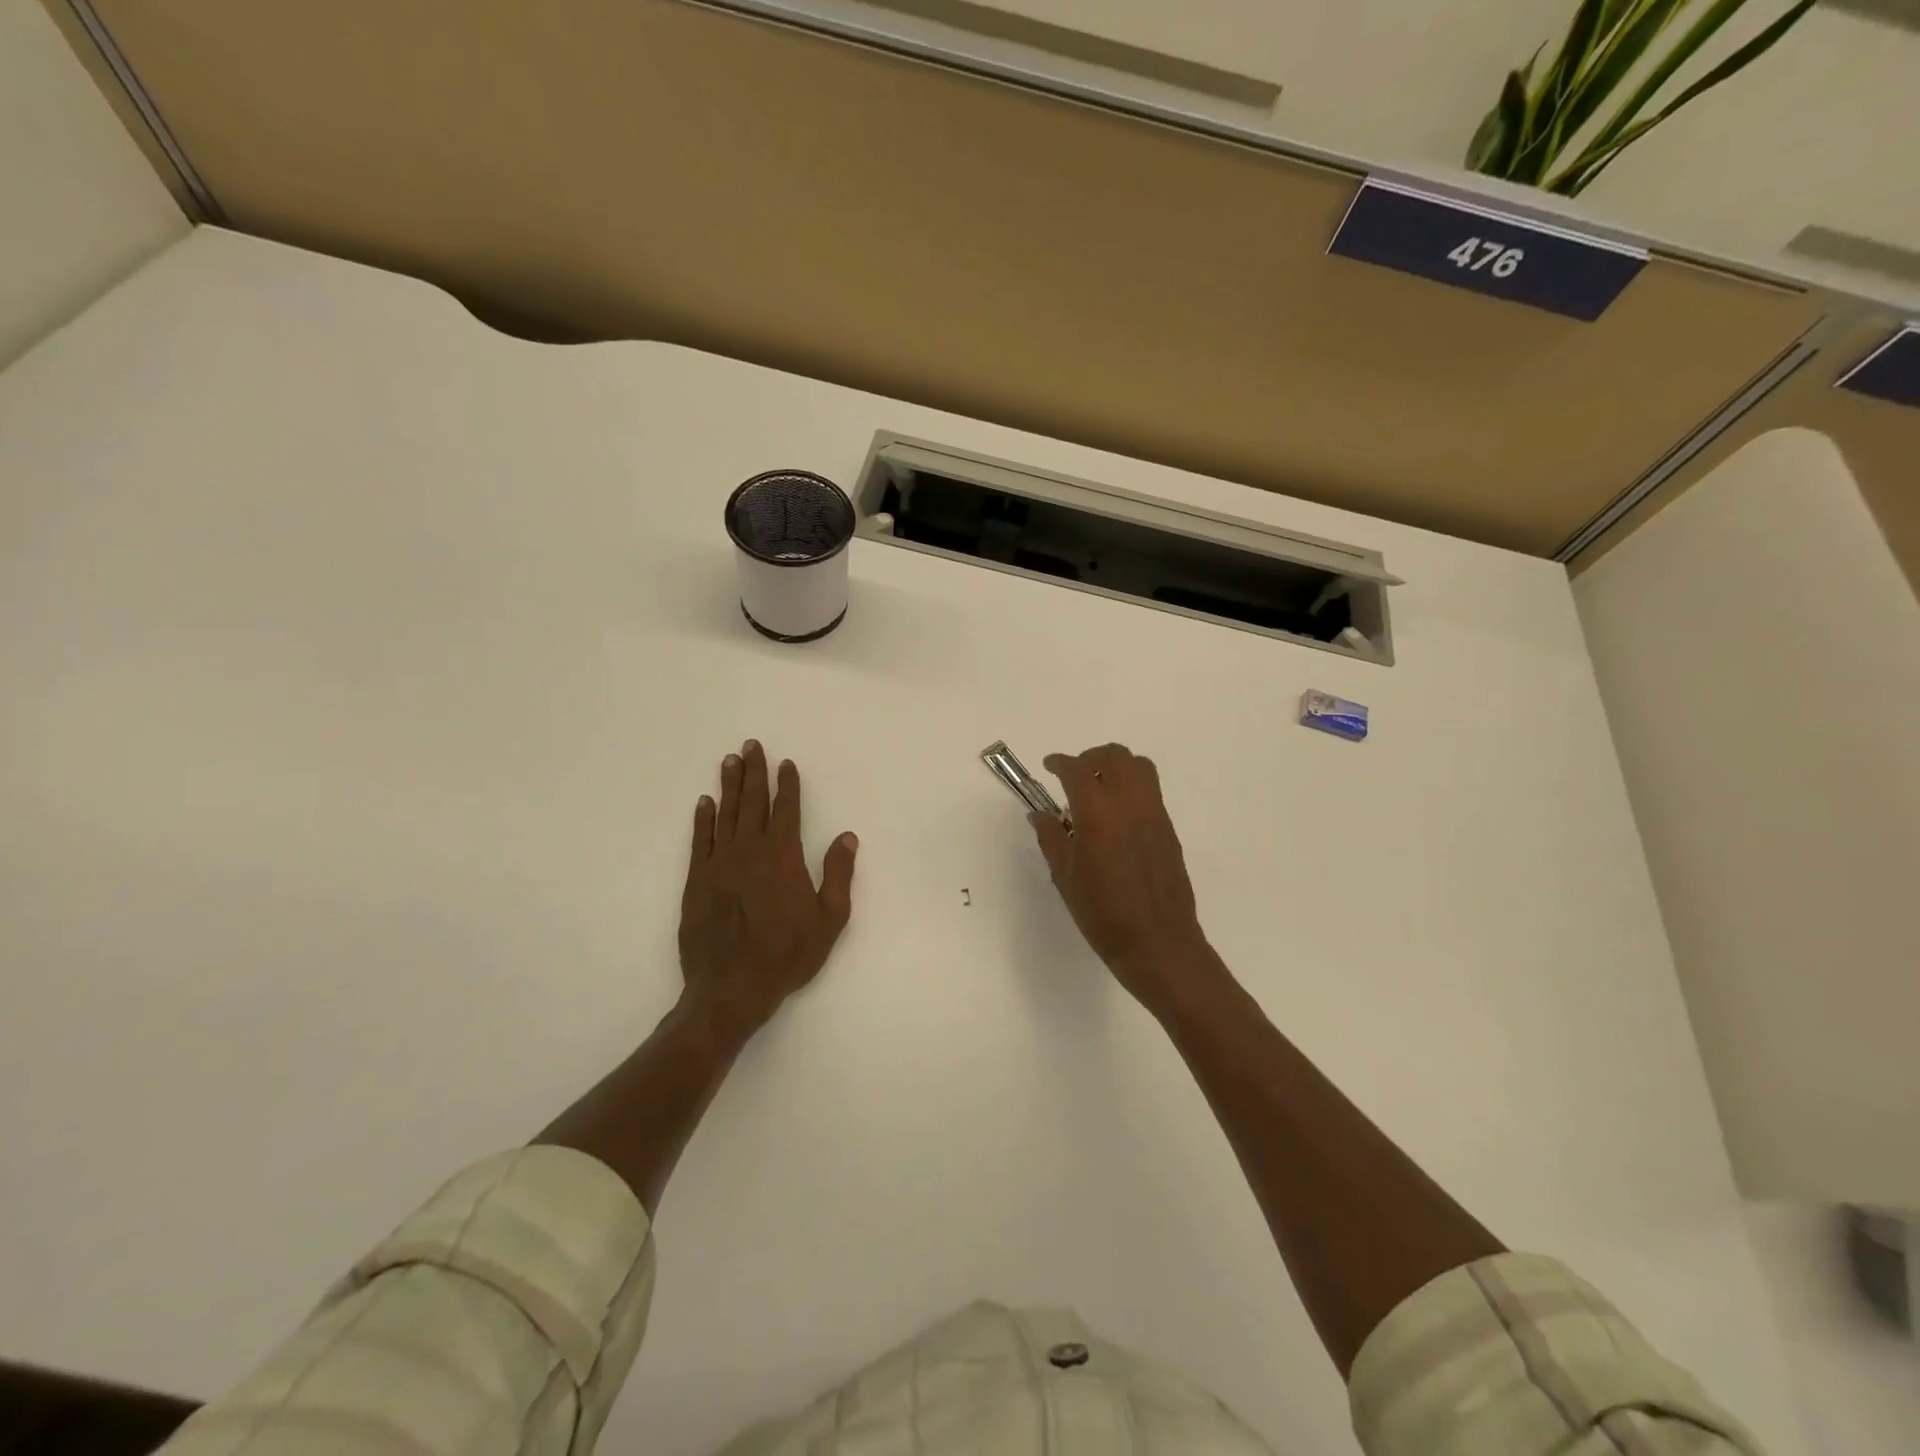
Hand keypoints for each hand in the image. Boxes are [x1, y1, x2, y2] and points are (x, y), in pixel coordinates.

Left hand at [680, 740, 857, 1035]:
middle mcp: (749, 851)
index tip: (786, 764)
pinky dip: (703, 819)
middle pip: (752, 803)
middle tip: (751, 745)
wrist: (731, 989)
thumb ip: (838, 874)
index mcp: (782, 857)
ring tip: (729, 761)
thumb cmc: (787, 955)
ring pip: (725, 814)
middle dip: (754, 772)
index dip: (787, 785)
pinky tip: (704, 802)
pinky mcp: (697, 881)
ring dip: (729, 786)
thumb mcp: (829, 919)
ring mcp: (719, 864)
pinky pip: (700, 840)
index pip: (786, 810)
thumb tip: (847, 837)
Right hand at [1032, 744, 1219, 1015]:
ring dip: (1115, 766)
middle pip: (1114, 756)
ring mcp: (1154, 813)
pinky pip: (1150, 789)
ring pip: (1138, 766)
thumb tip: (1039, 814)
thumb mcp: (1065, 877)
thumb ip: (1051, 838)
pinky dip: (1131, 786)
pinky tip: (1117, 814)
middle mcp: (1129, 803)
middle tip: (1074, 775)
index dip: (1060, 762)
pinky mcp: (1168, 827)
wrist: (1157, 942)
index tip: (1049, 766)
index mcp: (1097, 814)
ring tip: (1099, 787)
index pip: (1077, 770)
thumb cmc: (1102, 914)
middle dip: (1090, 757)